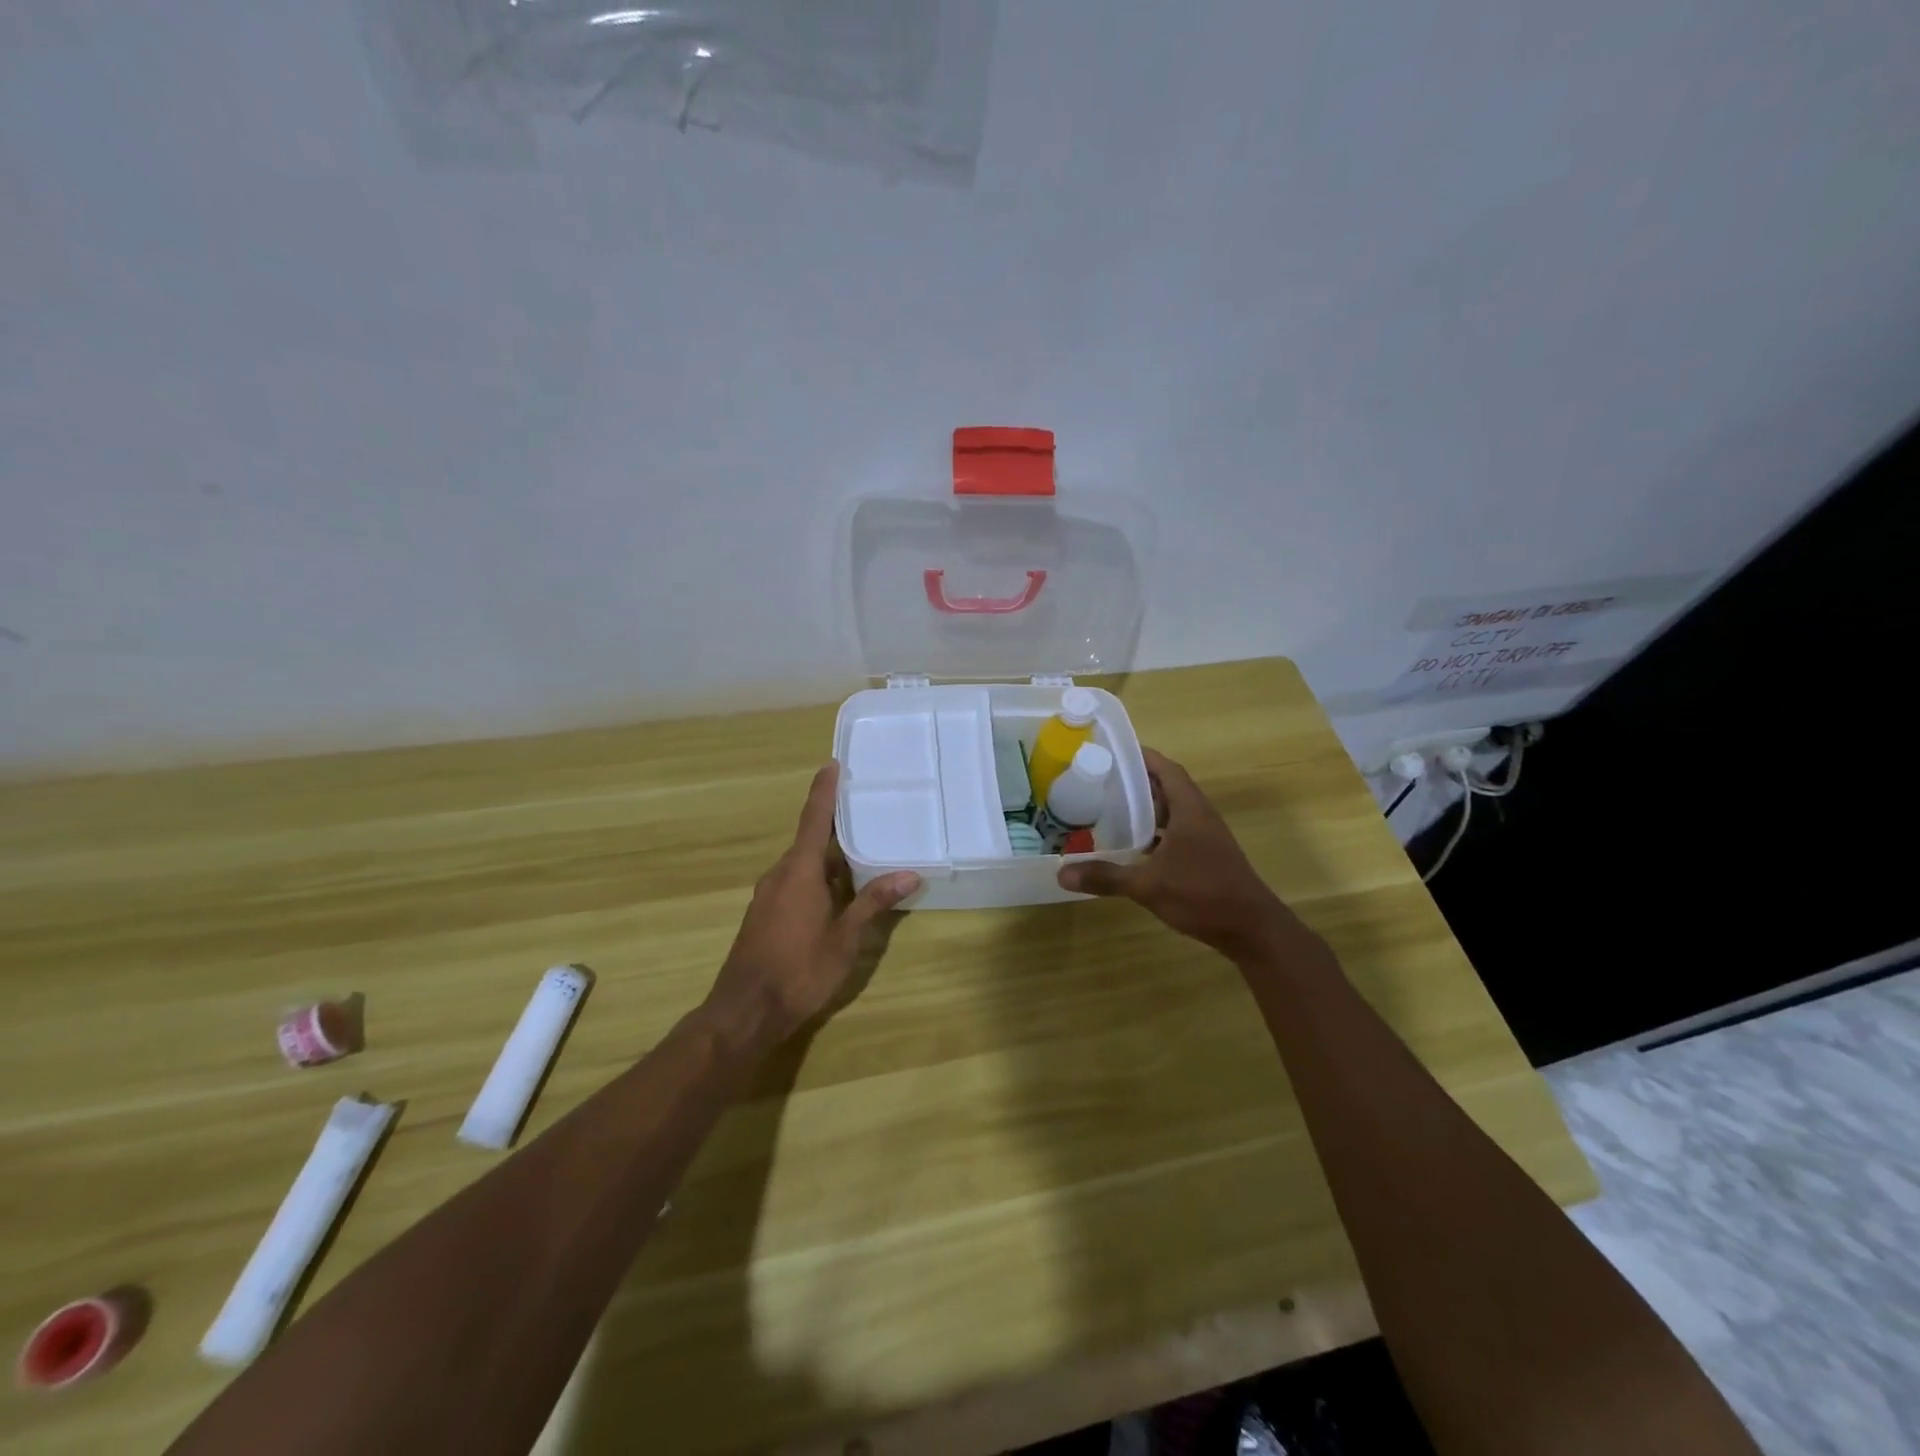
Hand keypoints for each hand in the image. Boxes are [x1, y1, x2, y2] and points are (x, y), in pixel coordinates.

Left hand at [706, 763, 919, 1050]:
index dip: (824, 791)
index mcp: (799, 871)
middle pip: (810, 840)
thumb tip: (909, 874)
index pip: (814, 819)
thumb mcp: (845, 938)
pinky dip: (817, 878)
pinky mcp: (764, 914)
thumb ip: (873, 903)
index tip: (832, 764)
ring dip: (829, 858)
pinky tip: (838, 893)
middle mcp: (780, 874)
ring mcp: (768, 895)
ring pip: (803, 865)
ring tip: (862, 854)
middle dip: (835, 827)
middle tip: (866, 812)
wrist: (745, 1012)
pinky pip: (794, 882)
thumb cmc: (799, 970)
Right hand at [1057, 748, 1297, 960]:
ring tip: (1109, 807)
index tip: (1112, 751)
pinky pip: (1175, 832)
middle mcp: (1199, 816)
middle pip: (1167, 787)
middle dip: (1137, 782)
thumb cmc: (1202, 894)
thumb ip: (1106, 876)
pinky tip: (1132, 845)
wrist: (1251, 929)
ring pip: (1171, 811)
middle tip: (1101, 780)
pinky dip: (1154, 832)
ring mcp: (1205, 837)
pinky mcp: (1205, 856)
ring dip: (1146, 808)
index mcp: (1190, 809)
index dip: (1142, 756)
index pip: (1165, 768)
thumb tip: (1061, 873)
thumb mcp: (1148, 885)